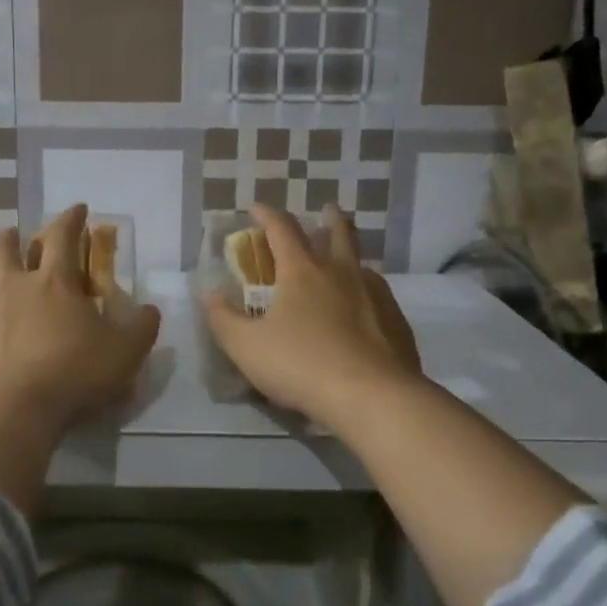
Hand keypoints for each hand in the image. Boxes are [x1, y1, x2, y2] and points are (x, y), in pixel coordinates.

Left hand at [0, 204, 161, 427]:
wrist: (10, 407)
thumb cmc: (73, 371)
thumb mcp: (125, 351)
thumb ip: (141, 327)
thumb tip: (148, 309)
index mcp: (54, 283)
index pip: (63, 237)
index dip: (71, 219)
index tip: (78, 208)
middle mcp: (12, 290)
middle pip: (6, 251)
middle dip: (12, 238)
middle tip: (13, 233)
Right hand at [202, 204, 422, 429]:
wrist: (372, 397)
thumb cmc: (301, 365)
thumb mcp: (246, 347)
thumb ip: (223, 319)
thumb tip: (210, 294)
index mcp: (303, 271)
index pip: (282, 229)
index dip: (267, 214)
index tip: (256, 207)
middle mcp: (342, 273)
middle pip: (338, 232)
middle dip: (329, 218)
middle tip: (326, 210)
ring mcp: (375, 295)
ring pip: (362, 263)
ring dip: (350, 256)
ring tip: (343, 265)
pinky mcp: (396, 322)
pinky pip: (379, 296)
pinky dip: (366, 293)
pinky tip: (363, 311)